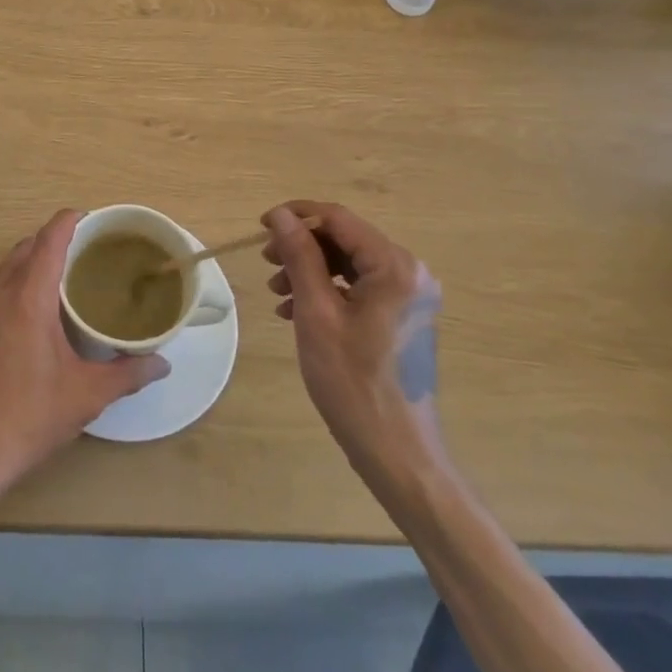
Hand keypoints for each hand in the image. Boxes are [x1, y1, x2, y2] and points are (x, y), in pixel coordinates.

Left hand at [0, 210, 166, 492]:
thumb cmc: (33, 415)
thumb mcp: (88, 394)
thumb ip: (128, 373)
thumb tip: (162, 363)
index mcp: (29, 297)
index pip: (49, 239)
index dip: (70, 221)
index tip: (94, 219)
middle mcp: (2, 295)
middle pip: (27, 246)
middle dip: (55, 238)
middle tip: (88, 250)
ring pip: (9, 267)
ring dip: (34, 259)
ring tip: (67, 275)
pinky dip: (20, 281)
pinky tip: (39, 310)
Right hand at [262, 202, 444, 474]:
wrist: (399, 455)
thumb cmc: (354, 384)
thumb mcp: (317, 314)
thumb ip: (300, 257)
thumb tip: (281, 215)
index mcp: (395, 266)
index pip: (338, 218)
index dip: (297, 216)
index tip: (261, 227)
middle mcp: (410, 272)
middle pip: (345, 239)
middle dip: (302, 246)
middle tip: (267, 263)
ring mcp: (410, 296)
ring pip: (350, 263)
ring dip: (311, 269)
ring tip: (277, 291)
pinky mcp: (404, 317)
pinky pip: (361, 287)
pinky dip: (328, 290)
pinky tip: (297, 310)